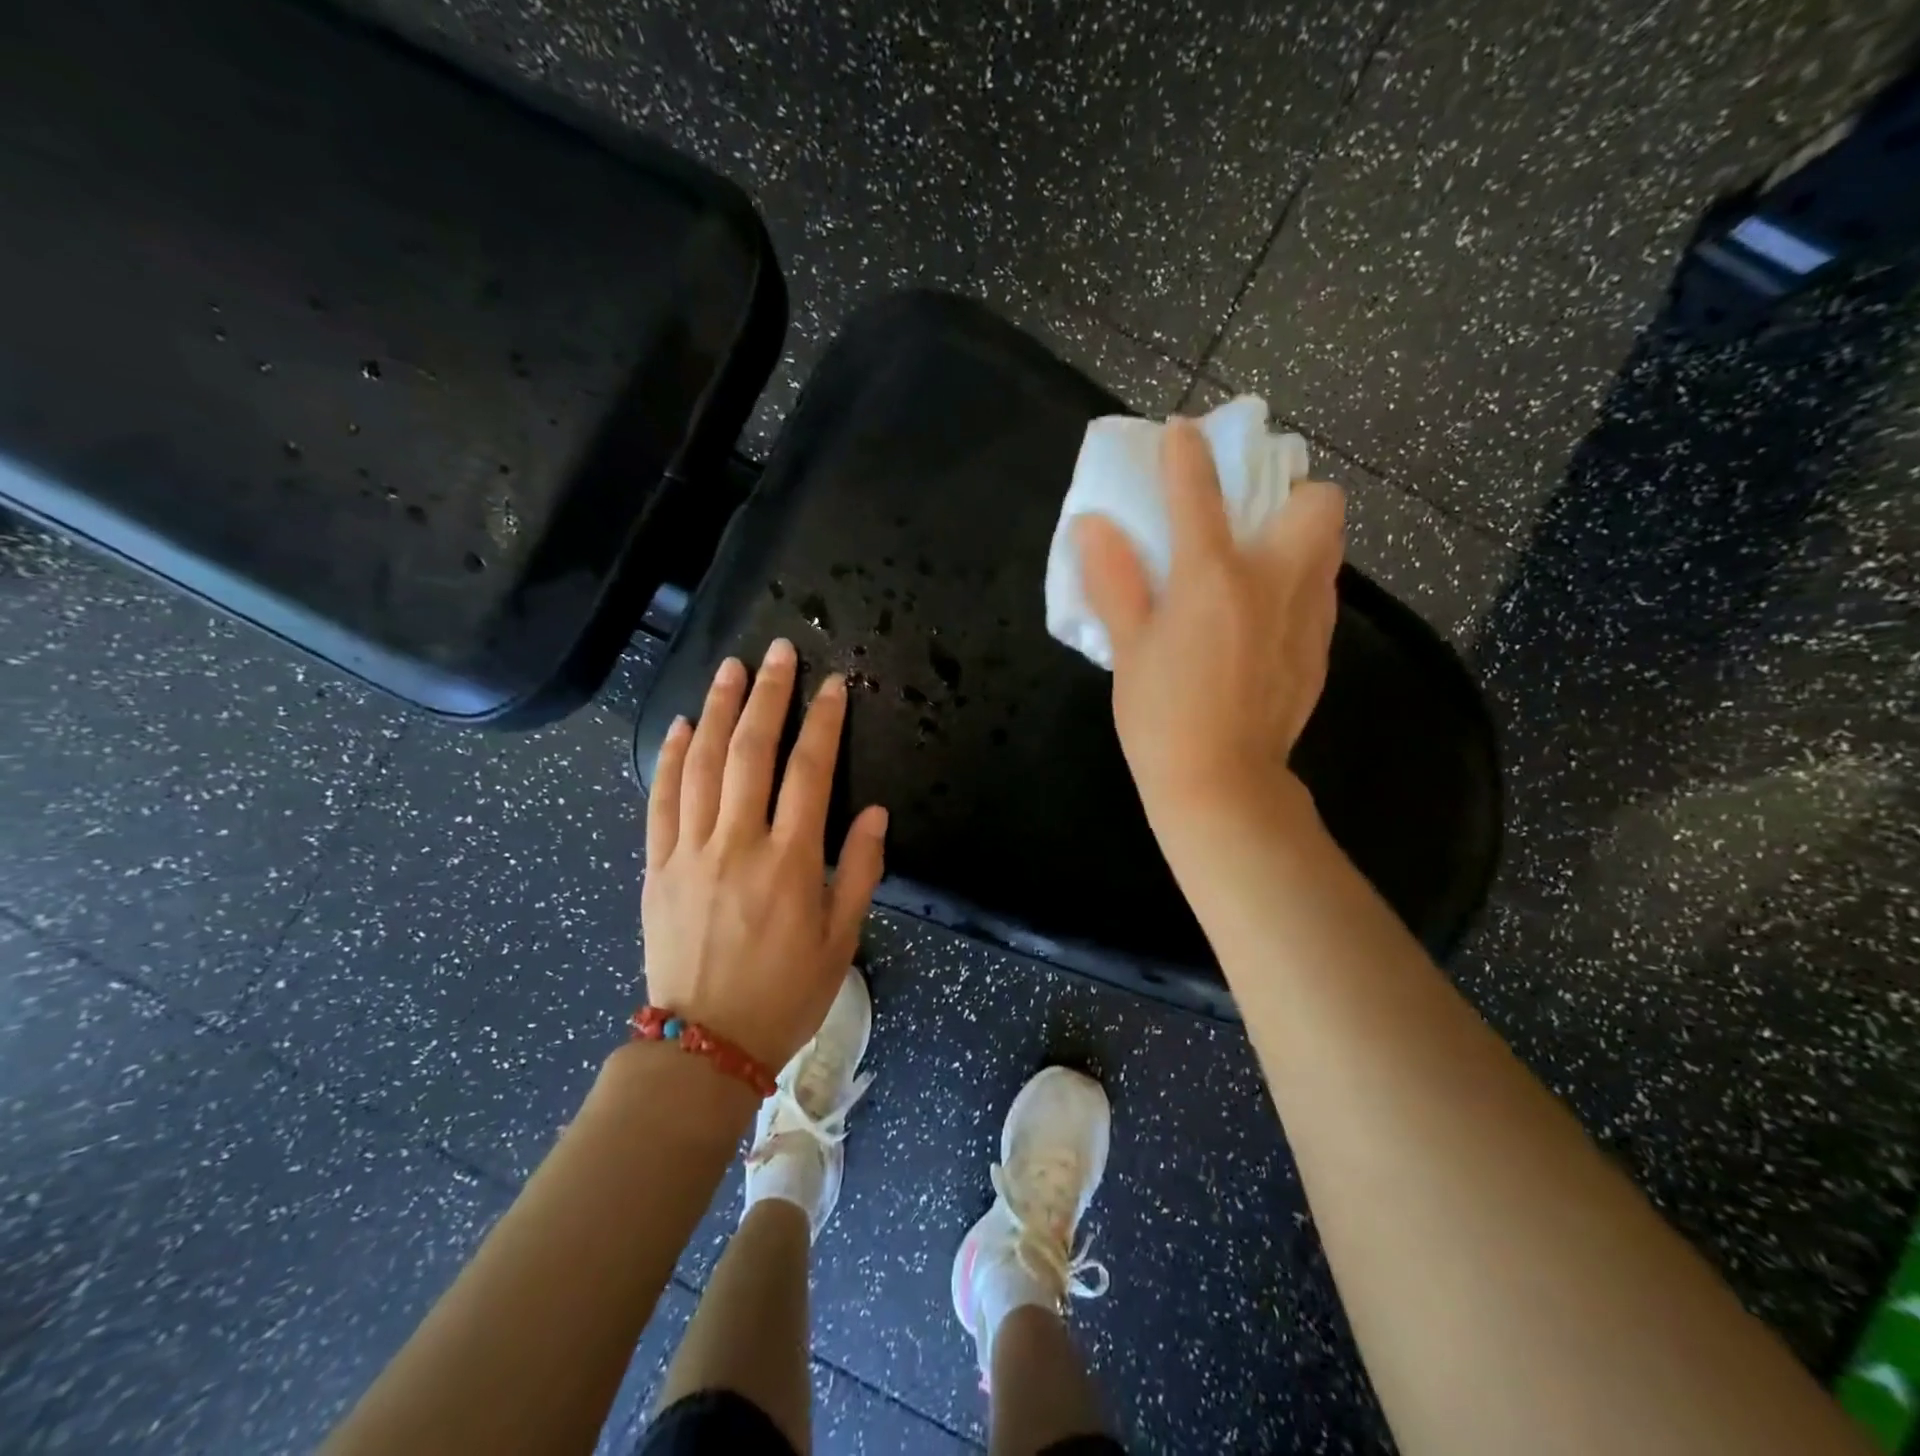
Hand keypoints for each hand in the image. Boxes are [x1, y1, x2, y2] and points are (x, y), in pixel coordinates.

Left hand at [642, 640, 888, 1071]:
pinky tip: (680, 725)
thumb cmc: (786, 993)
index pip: (810, 771)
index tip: (833, 685)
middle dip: (768, 695)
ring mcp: (690, 851)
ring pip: (702, 764)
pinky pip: (661, 799)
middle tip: (778, 651)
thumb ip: (859, 870)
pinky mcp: (657, 865)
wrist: (705, 1045)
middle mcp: (738, 844)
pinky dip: (670, 757)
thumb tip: (873, 812)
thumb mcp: (842, 939)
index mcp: (790, 862)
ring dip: (717, 710)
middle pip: (752, 751)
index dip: (823, 722)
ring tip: (730, 668)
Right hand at [1075, 415, 1345, 832]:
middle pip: (1317, 501)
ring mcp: (1307, 616)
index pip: (1200, 493)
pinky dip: (1297, 584)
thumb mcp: (1127, 649)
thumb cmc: (1161, 717)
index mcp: (1213, 578)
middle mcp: (1274, 582)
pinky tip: (1262, 620)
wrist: (1222, 785)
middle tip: (1248, 518)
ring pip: (1329, 545)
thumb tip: (1092, 525)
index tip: (1181, 433)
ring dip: (1298, 536)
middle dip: (1288, 492)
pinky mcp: (1320, 649)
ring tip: (1257, 565)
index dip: (1186, 454)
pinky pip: (1321, 593)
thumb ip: (1114, 581)